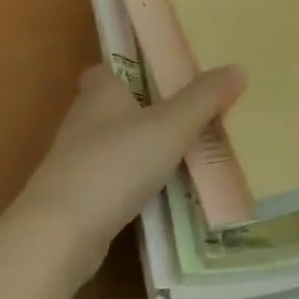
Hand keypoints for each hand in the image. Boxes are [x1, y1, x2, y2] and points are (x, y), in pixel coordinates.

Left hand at [3, 63, 244, 291]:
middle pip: (119, 103)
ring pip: (118, 140)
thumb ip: (204, 98)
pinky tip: (166, 187)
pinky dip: (139, 176)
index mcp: (101, 90)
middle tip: (192, 109)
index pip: (113, 65)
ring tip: (189, 147)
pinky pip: (117, 174)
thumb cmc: (114, 165)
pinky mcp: (79, 193)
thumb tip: (239, 68)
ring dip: (145, 143)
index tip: (171, 70)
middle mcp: (85, 118)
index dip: (137, 65)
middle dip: (149, 105)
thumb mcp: (170, 127)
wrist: (60, 233)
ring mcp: (78, 158)